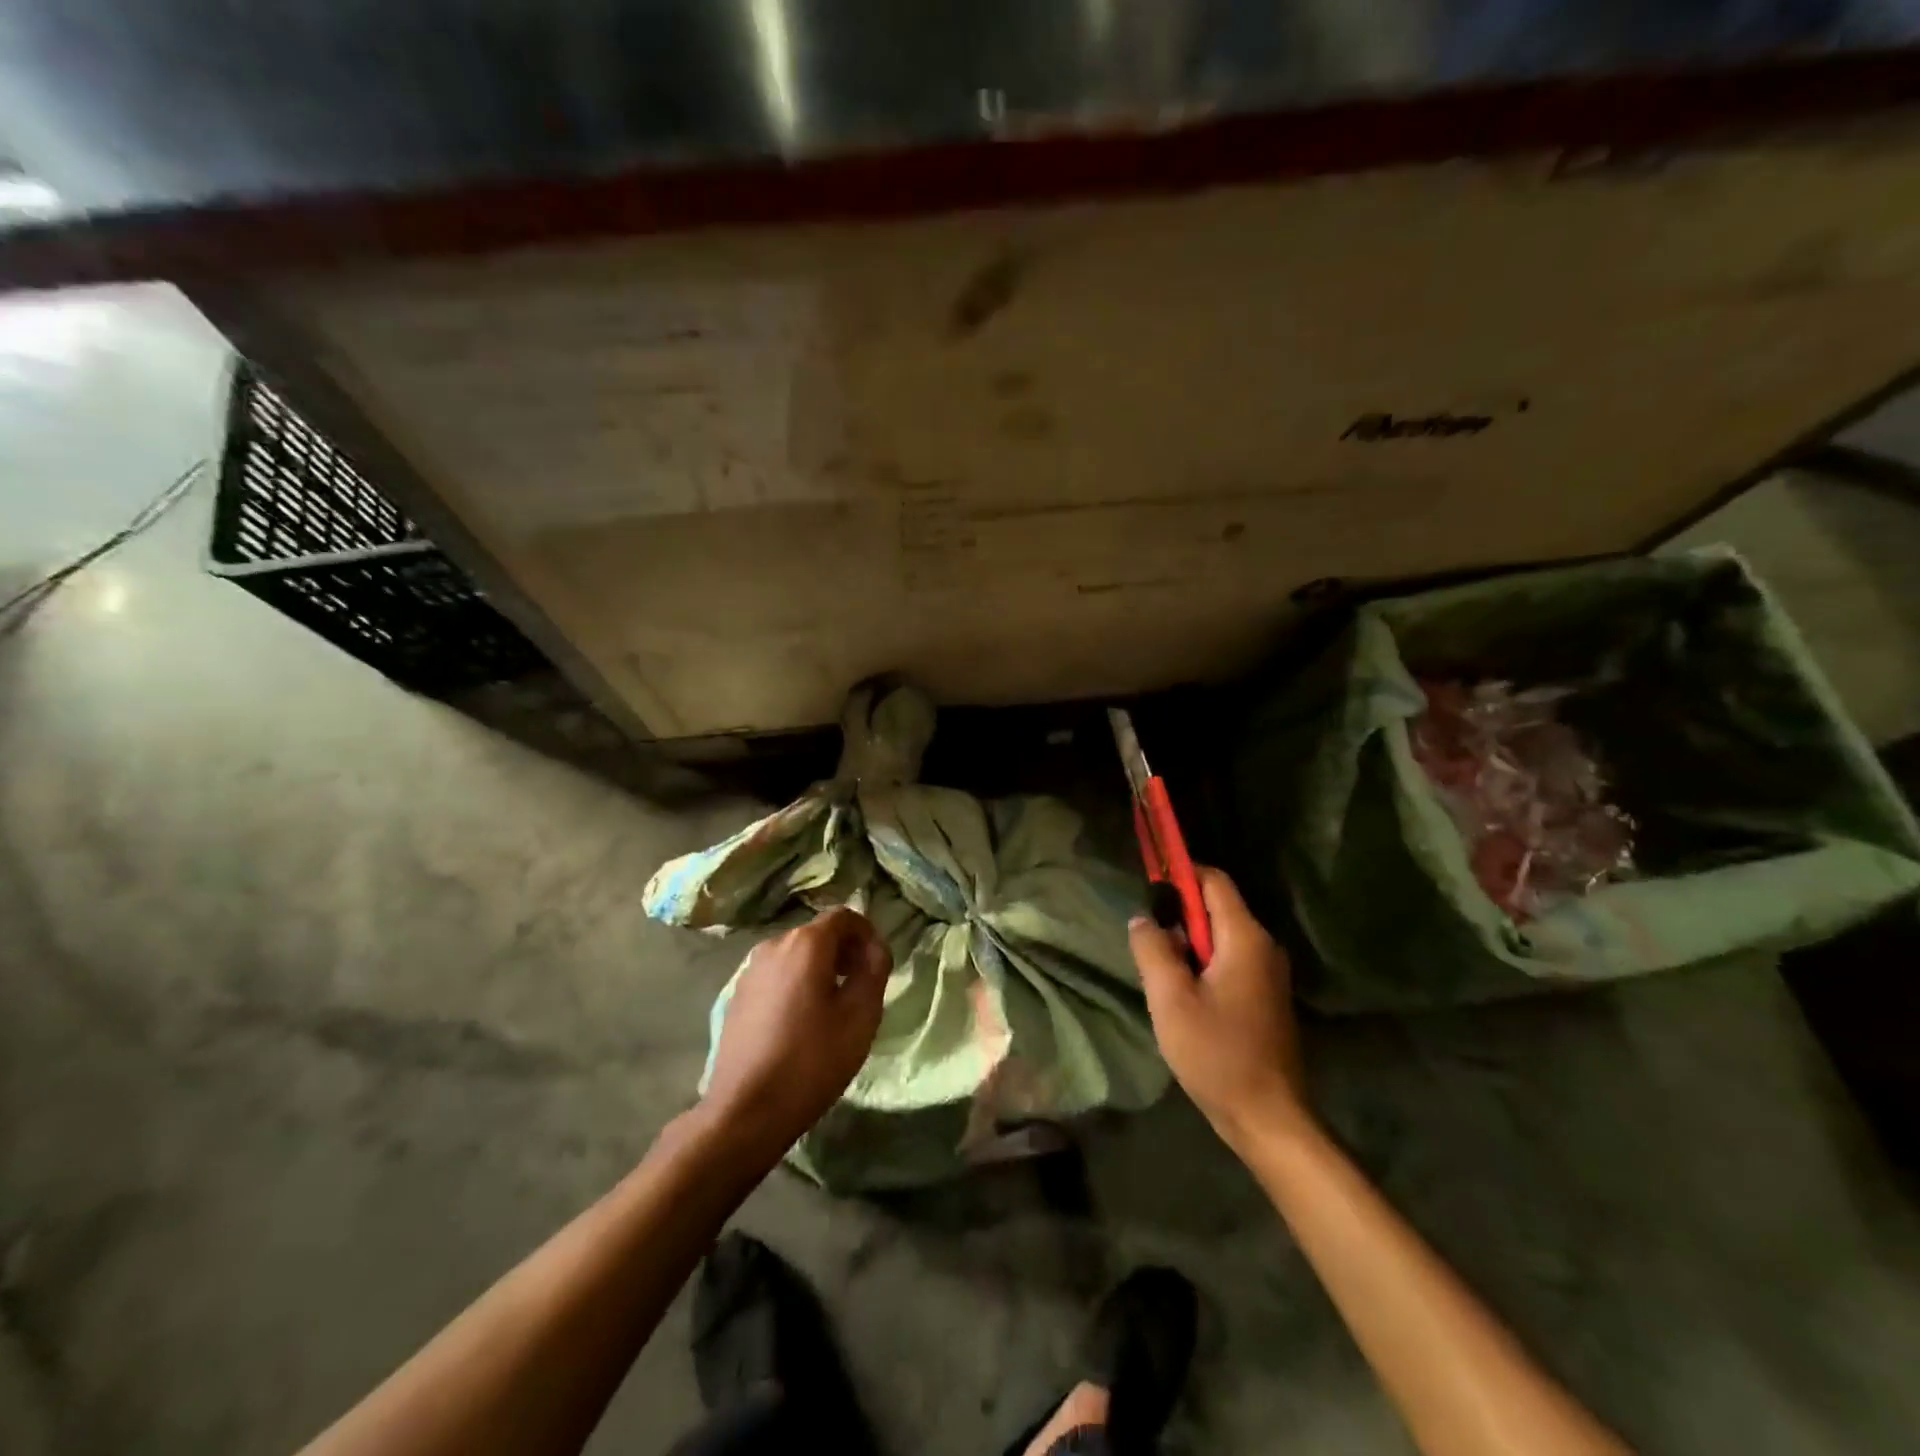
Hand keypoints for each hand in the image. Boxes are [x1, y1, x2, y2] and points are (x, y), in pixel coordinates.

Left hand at [701, 907, 892, 1162]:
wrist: (745, 1111)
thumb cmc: (812, 1060)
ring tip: (834, 1006)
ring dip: (820, 968)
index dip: (867, 933)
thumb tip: (875, 948)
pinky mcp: (737, 996)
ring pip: (796, 955)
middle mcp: (773, 945)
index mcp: (806, 944)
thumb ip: (874, 970)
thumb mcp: (860, 1016)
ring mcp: (750, 970)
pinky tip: (802, 1021)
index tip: (879, 963)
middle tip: (862, 986)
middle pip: (818, 934)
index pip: (844, 917)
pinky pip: (777, 975)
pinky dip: (796, 983)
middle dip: (845, 951)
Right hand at [1130, 868, 1309, 1150]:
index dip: (1180, 874)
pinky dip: (1203, 965)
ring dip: (1188, 945)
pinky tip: (1183, 996)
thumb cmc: (1217, 1054)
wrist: (1268, 1118)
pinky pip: (1230, 961)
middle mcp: (1264, 947)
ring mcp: (1269, 973)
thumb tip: (1143, 917)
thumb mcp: (1170, 998)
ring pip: (1220, 937)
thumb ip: (1152, 949)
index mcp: (1245, 938)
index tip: (1149, 887)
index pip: (1213, 881)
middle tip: (1148, 943)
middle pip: (1216, 908)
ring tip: (1161, 974)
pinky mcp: (1266, 997)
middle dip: (1179, 916)